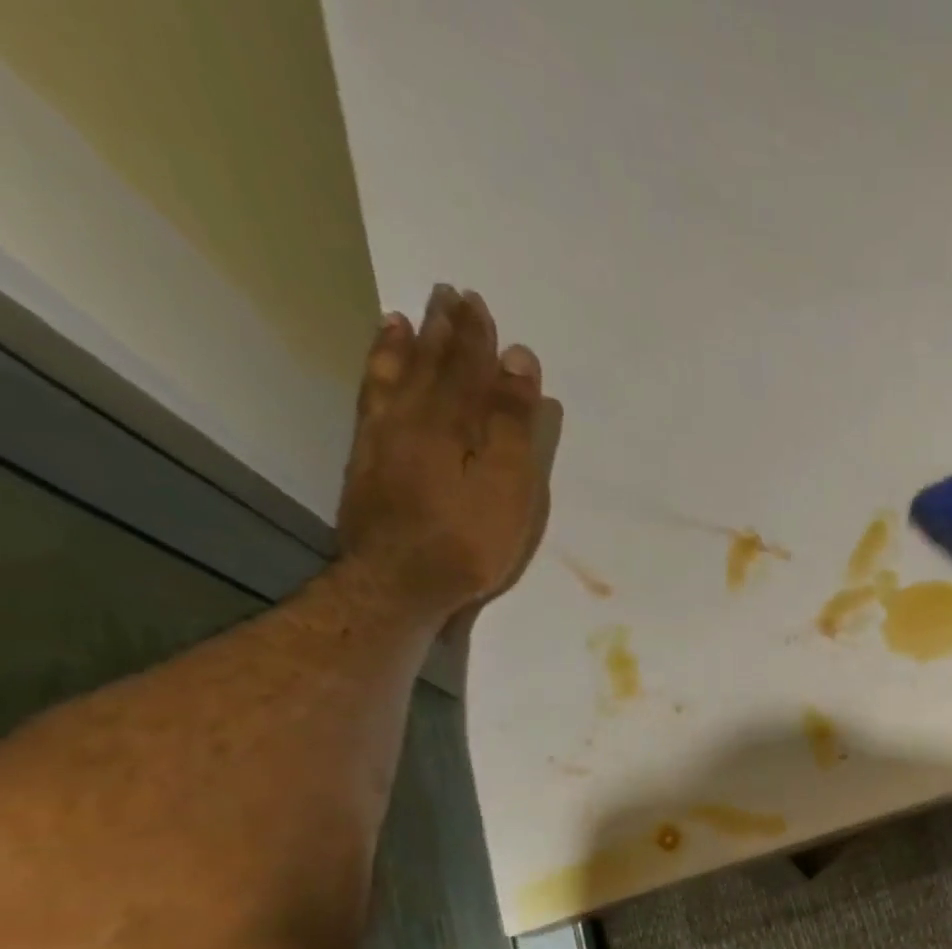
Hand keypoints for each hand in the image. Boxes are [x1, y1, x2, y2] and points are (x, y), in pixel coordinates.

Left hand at [337, 284, 549, 622]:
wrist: (400, 582)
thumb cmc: (469, 538)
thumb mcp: (508, 483)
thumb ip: (512, 421)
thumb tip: (517, 358)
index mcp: (450, 421)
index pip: (467, 367)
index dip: (476, 337)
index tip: (480, 304)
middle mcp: (411, 417)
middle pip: (429, 364)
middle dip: (442, 330)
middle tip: (447, 294)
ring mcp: (382, 438)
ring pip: (394, 377)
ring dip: (404, 346)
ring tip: (406, 317)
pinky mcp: (367, 461)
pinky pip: (371, 400)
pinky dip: (378, 377)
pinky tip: (380, 370)